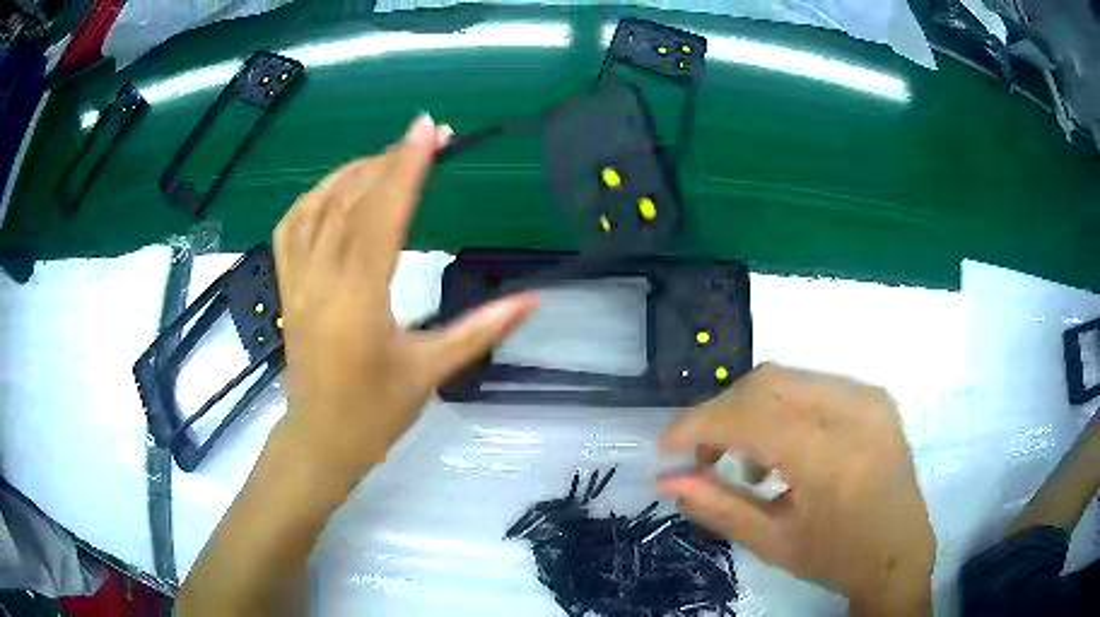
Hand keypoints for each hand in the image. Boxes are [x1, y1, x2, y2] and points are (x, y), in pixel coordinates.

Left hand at [272, 114, 536, 481]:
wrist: (321, 438)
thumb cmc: (376, 413)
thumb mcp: (431, 372)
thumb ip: (482, 329)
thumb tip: (533, 299)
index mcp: (359, 302)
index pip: (382, 218)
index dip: (406, 168)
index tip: (427, 130)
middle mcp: (321, 282)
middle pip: (350, 202)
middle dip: (389, 161)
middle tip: (425, 138)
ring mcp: (297, 282)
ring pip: (317, 207)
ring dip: (353, 172)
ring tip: (387, 158)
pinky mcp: (287, 286)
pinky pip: (291, 226)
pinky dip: (314, 196)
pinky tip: (337, 188)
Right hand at [659, 364, 933, 614]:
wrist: (899, 551)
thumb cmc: (837, 558)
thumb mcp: (772, 543)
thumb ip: (717, 506)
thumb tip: (667, 480)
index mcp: (833, 459)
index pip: (753, 417)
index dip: (700, 424)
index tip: (667, 446)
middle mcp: (855, 413)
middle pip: (766, 383)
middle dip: (722, 413)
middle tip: (703, 454)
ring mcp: (869, 398)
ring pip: (787, 380)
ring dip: (750, 411)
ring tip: (743, 459)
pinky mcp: (874, 397)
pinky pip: (811, 386)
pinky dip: (780, 410)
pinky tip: (781, 450)